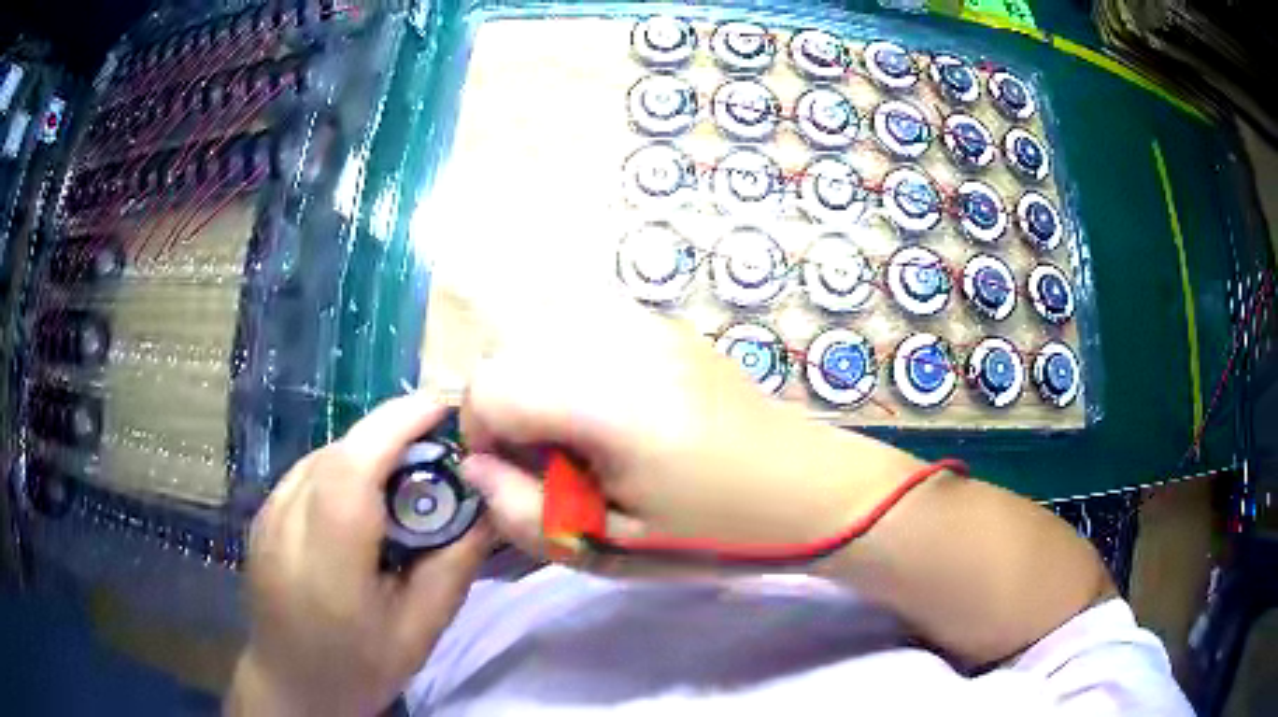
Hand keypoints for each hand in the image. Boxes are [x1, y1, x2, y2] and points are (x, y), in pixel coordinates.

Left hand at [228, 396, 490, 716]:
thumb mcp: (420, 631)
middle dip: (392, 431)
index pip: (352, 470)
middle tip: (440, 442)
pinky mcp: (262, 515)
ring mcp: (267, 516)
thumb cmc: (359, 667)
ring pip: (322, 456)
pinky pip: (308, 472)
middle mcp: (286, 525)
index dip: (396, 426)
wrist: (291, 684)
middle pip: (338, 452)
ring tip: (408, 470)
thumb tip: (489, 507)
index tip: (445, 407)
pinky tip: (365, 497)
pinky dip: (344, 467)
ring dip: (368, 448)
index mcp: (328, 564)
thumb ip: (453, 566)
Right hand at [458, 300, 923, 561]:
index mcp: (609, 403)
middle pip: (506, 349)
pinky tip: (603, 405)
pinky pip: (582, 323)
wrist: (808, 488)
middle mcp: (621, 342)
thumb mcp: (611, 549)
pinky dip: (565, 359)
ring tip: (570, 431)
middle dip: (500, 404)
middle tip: (541, 459)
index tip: (509, 475)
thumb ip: (525, 513)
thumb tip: (477, 468)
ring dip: (530, 377)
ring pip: (538, 327)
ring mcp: (646, 323)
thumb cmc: (715, 532)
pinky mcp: (664, 323)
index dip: (479, 436)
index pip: (490, 388)